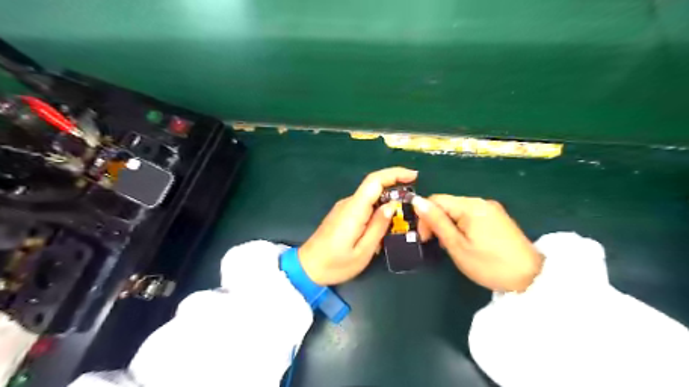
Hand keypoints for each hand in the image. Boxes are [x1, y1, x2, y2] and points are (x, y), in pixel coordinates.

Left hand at [299, 167, 416, 283]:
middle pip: (374, 186)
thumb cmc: (335, 264)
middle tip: (412, 205)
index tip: (414, 176)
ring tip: (400, 222)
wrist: (307, 268)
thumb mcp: (363, 252)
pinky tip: (382, 227)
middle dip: (395, 189)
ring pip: (370, 197)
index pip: (374, 181)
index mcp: (354, 210)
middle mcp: (348, 203)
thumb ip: (378, 227)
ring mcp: (344, 208)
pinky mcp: (342, 214)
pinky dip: (377, 211)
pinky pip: (364, 206)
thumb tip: (391, 206)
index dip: (395, 174)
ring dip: (387, 202)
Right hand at [414, 195, 542, 291]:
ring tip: (454, 246)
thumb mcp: (457, 245)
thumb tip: (417, 201)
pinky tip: (467, 242)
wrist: (532, 278)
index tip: (425, 239)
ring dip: (449, 225)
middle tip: (439, 245)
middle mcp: (481, 202)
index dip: (424, 217)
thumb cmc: (490, 264)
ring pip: (458, 211)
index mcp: (470, 206)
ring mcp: (491, 209)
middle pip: (448, 204)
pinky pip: (471, 216)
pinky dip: (462, 226)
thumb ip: (437, 222)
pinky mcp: (498, 217)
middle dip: (437, 222)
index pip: (436, 200)